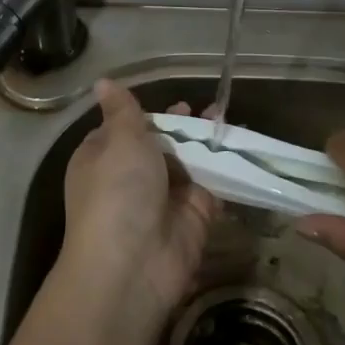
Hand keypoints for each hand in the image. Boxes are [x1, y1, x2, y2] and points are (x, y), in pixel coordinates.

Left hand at [60, 80, 219, 321]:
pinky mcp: (194, 215)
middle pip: (161, 143)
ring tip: (227, 119)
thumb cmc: (118, 191)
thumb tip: (102, 80)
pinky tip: (242, 145)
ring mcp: (164, 197)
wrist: (133, 264)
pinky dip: (226, 167)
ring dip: (207, 142)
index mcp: (102, 157)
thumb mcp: (119, 140)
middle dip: (184, 126)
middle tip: (208, 110)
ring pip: (189, 161)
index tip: (174, 101)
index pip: (124, 128)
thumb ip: (124, 110)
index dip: (149, 114)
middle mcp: (131, 176)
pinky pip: (212, 184)